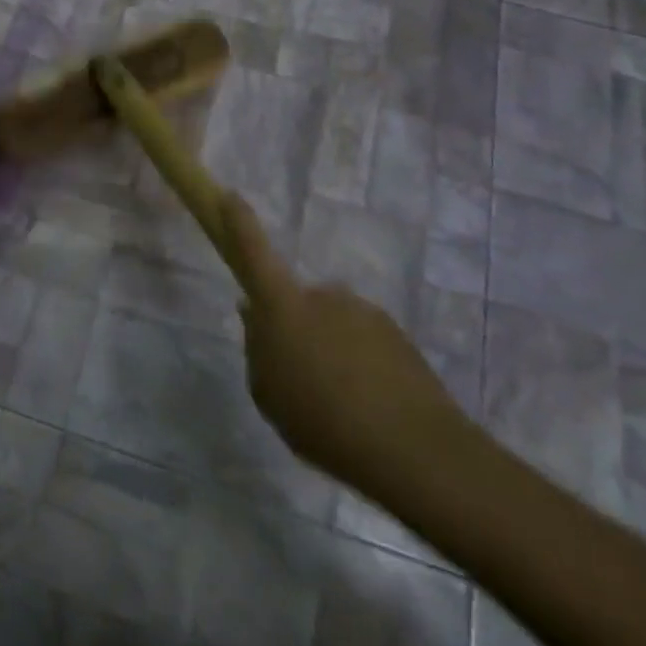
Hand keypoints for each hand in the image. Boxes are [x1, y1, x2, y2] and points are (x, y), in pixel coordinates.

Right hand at [220, 194, 470, 498]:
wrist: (415, 450)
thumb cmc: (323, 421)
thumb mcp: (268, 394)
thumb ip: (257, 350)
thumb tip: (254, 315)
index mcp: (284, 306)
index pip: (254, 251)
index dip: (239, 221)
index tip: (229, 195)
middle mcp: (324, 295)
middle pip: (297, 301)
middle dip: (295, 327)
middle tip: (298, 375)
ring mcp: (364, 312)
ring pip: (332, 322)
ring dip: (329, 348)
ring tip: (338, 402)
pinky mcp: (397, 334)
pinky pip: (363, 341)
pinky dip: (359, 364)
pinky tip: (366, 406)